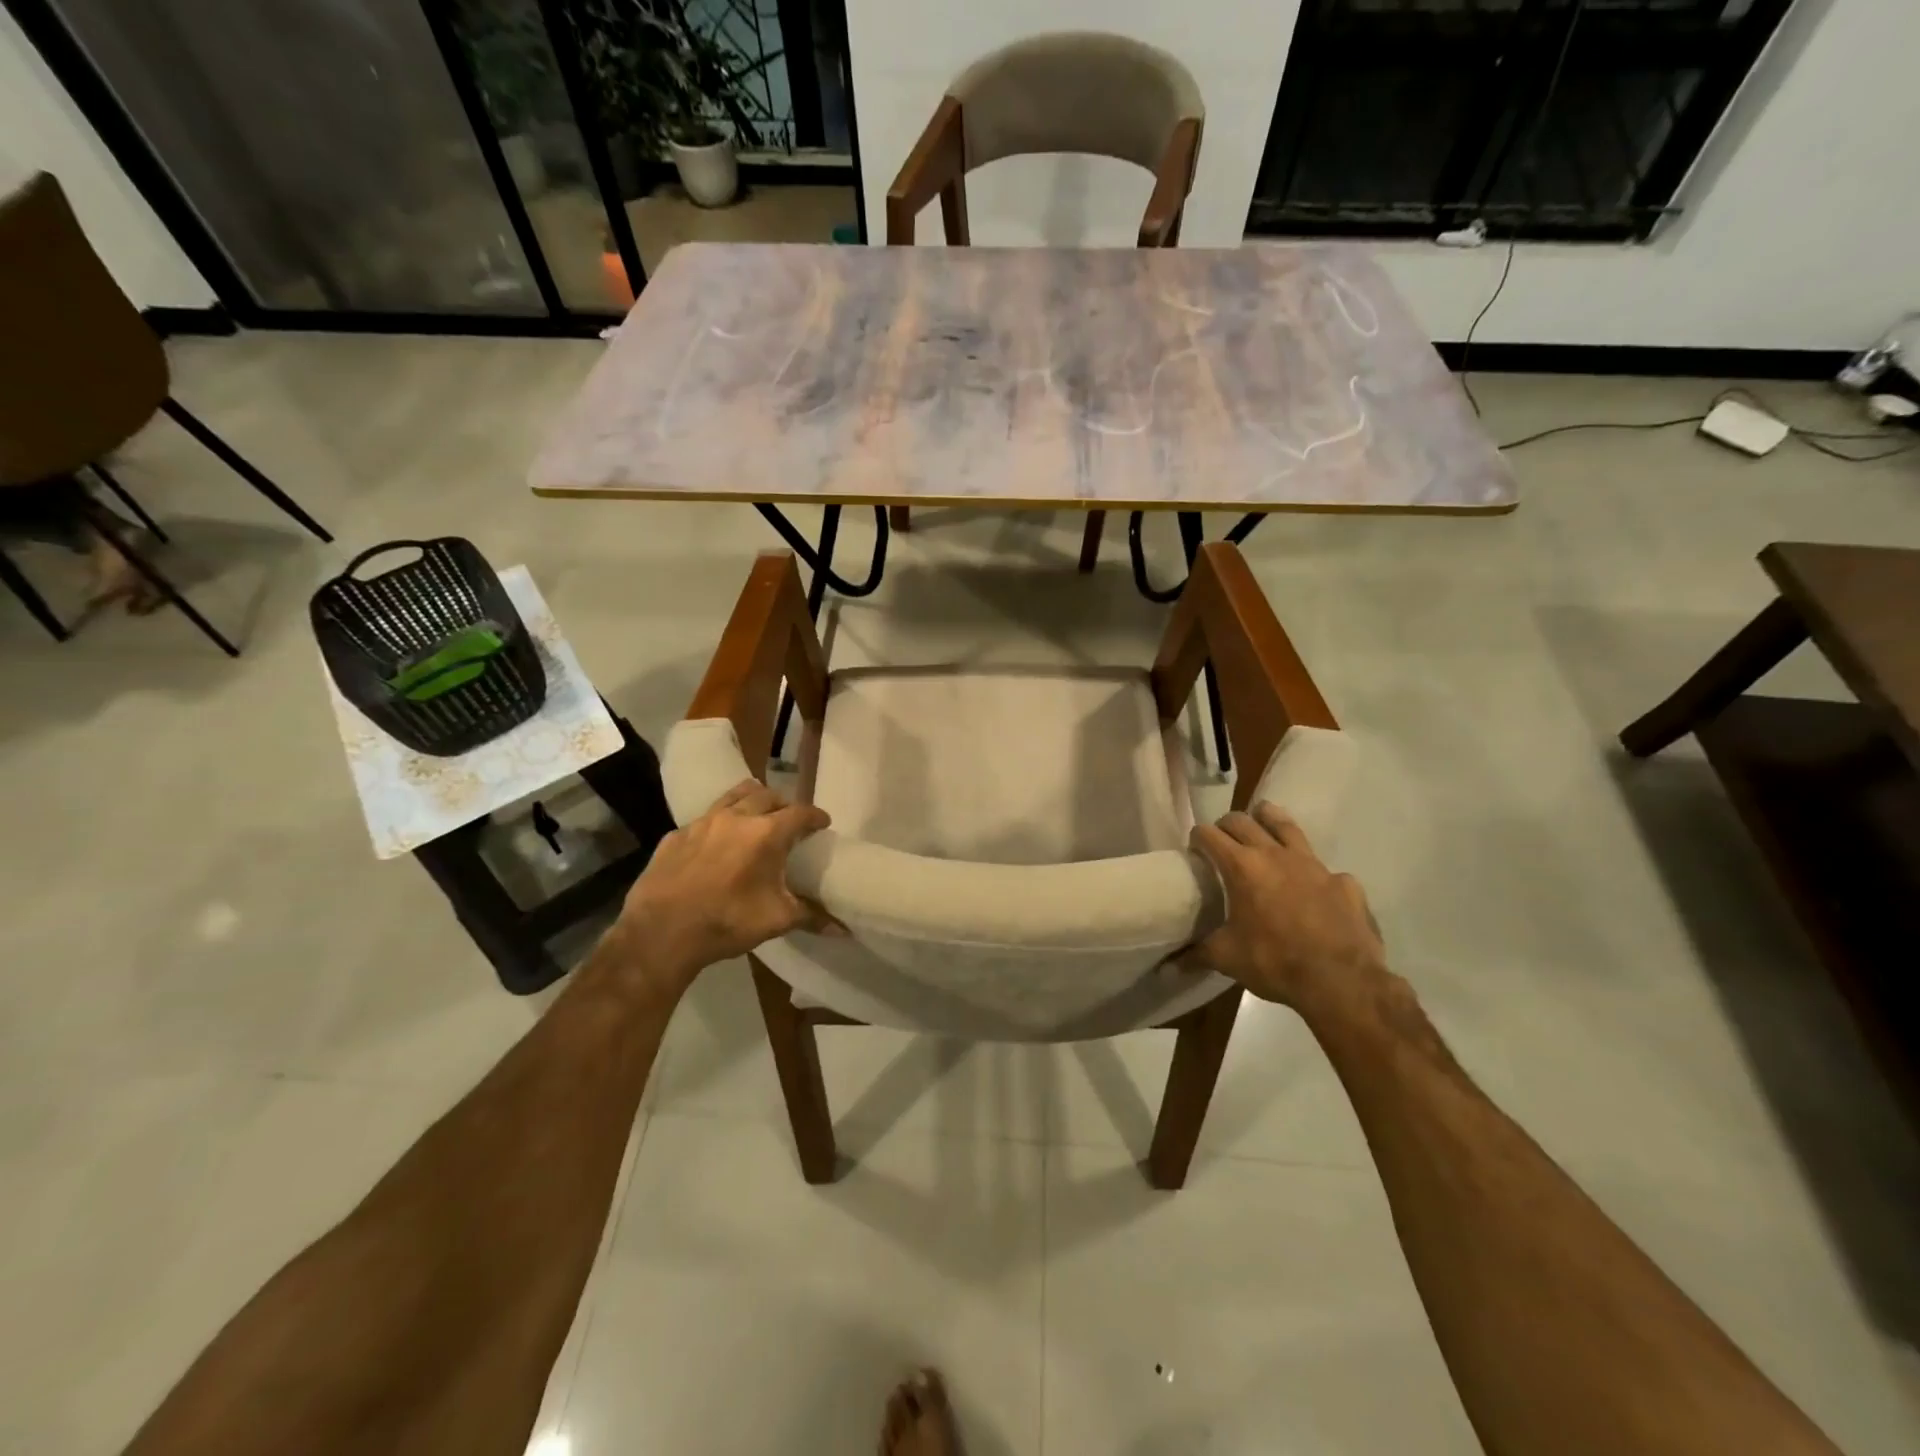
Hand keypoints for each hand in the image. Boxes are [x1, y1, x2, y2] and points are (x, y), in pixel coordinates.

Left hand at [613, 780, 834, 991]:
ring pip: (733, 796)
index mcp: (766, 833)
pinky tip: (716, 845)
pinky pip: (704, 819)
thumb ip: (810, 916)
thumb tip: (841, 928)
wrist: (660, 933)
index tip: (823, 823)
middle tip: (789, 821)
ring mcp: (702, 823)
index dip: (815, 816)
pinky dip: (718, 824)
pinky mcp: (675, 835)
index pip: (800, 813)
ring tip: (756, 816)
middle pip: (767, 795)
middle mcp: (736, 818)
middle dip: (783, 804)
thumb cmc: (727, 922)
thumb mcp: (776, 921)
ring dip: (751, 801)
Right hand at [1188, 802, 1384, 1010]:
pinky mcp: (1343, 881)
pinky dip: (1311, 872)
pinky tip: (1311, 888)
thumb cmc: (1275, 962)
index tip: (1194, 850)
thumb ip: (1197, 954)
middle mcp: (1275, 855)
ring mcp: (1313, 864)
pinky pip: (1323, 868)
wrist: (1341, 981)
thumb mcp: (1228, 958)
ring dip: (1268, 820)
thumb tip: (1169, 967)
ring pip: (1285, 825)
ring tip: (1261, 823)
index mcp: (1242, 867)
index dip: (1197, 838)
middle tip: (1221, 840)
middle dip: (1226, 825)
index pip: (1209, 835)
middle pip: (1243, 821)